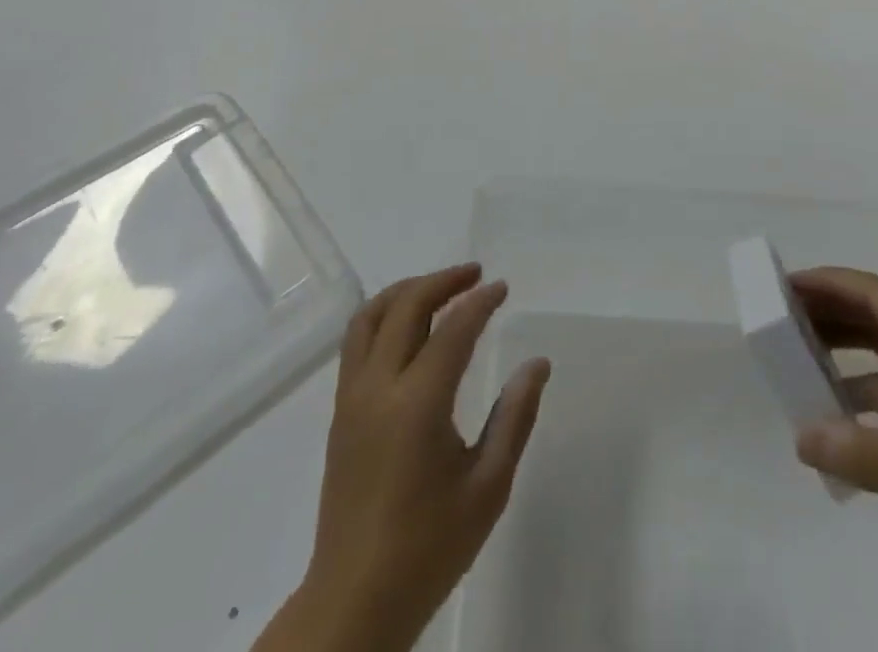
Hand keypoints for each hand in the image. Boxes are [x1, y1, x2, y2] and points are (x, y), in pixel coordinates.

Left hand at [258, 264, 549, 651]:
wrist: (354, 601)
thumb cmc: (429, 547)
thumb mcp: (488, 487)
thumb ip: (514, 418)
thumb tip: (537, 364)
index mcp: (417, 404)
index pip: (453, 329)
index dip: (480, 302)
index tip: (503, 288)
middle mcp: (378, 387)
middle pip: (406, 306)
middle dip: (443, 281)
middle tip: (476, 275)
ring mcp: (352, 397)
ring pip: (372, 315)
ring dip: (407, 291)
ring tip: (440, 288)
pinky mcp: (340, 411)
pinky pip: (357, 341)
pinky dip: (385, 314)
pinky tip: (408, 326)